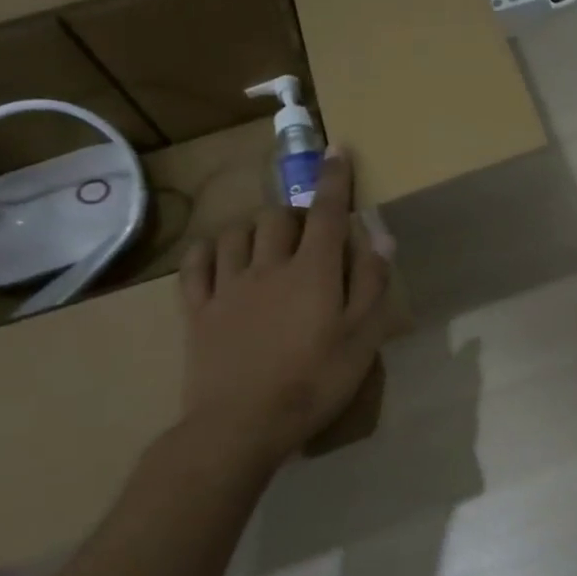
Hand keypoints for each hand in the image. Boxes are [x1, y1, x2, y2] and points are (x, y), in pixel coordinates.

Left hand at [177, 153, 390, 468]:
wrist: (242, 425)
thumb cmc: (315, 381)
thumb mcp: (363, 338)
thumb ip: (372, 283)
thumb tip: (380, 237)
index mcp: (312, 271)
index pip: (327, 212)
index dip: (334, 179)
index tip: (338, 150)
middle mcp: (268, 266)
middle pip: (279, 217)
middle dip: (296, 211)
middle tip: (308, 230)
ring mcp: (228, 287)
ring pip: (237, 234)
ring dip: (255, 227)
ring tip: (267, 242)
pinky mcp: (198, 310)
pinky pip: (196, 265)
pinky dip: (209, 250)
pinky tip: (218, 254)